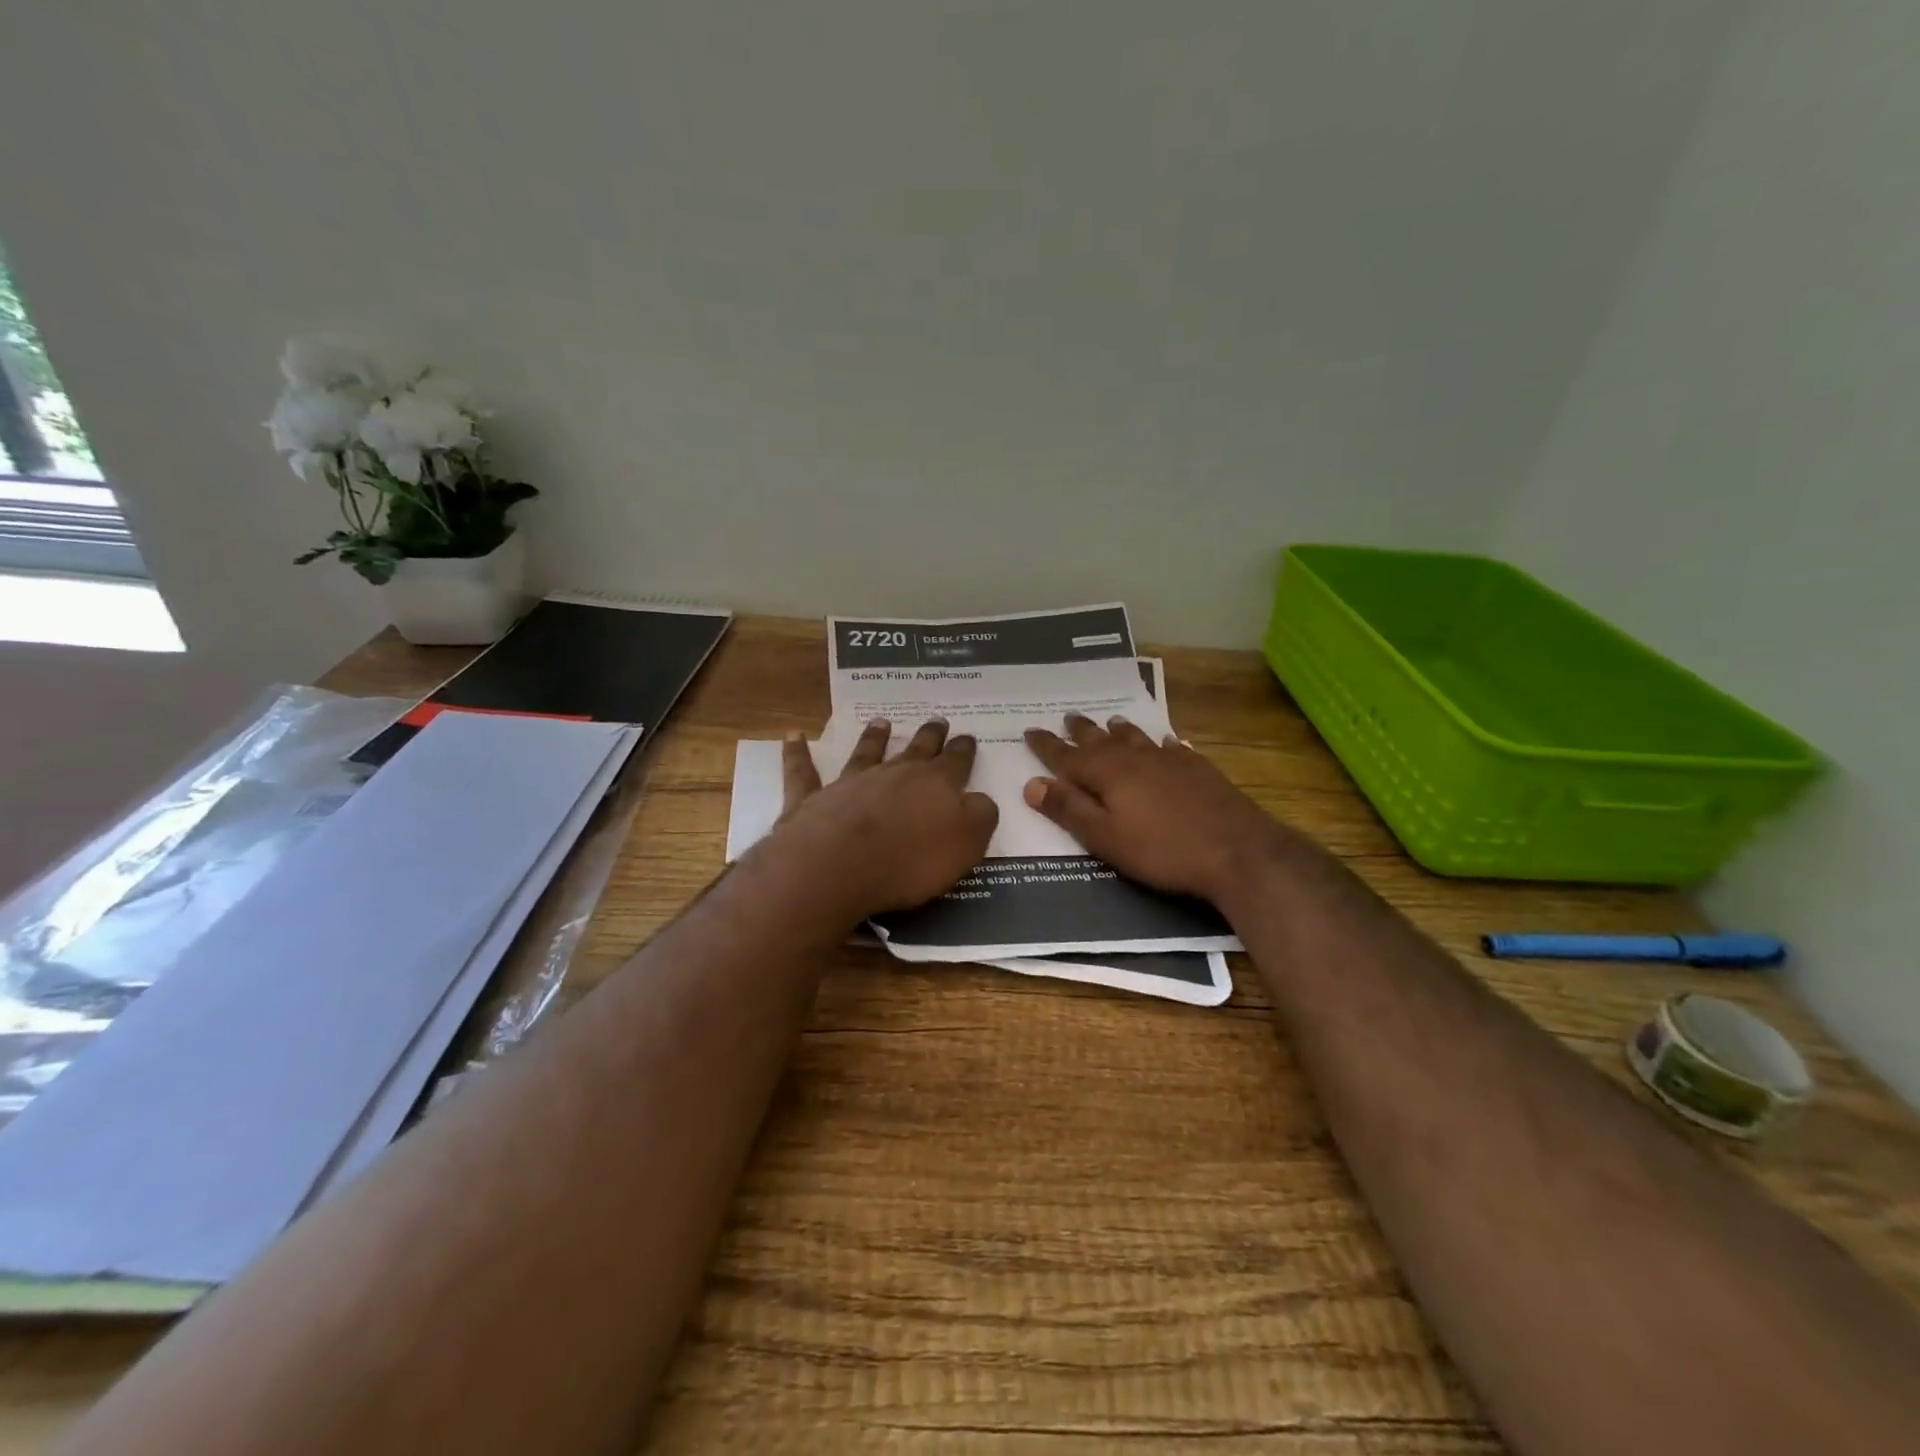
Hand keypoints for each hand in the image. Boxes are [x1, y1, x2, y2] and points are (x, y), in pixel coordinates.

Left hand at [770, 718, 997, 918]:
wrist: (839, 866)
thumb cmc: (910, 860)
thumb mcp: (966, 843)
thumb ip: (979, 816)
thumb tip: (980, 799)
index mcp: (935, 785)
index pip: (956, 762)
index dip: (963, 750)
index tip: (967, 737)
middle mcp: (894, 774)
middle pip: (916, 750)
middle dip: (929, 736)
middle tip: (937, 721)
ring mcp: (851, 783)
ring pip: (866, 753)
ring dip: (874, 738)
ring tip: (881, 723)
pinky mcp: (812, 799)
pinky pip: (803, 771)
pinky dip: (797, 752)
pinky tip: (793, 735)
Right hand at [1022, 713, 1285, 904]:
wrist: (1237, 850)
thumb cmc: (1162, 850)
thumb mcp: (1105, 838)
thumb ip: (1069, 809)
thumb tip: (1032, 783)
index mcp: (1107, 773)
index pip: (1067, 755)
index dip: (1047, 745)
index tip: (1030, 731)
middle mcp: (1135, 758)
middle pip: (1101, 739)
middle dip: (1081, 730)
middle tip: (1067, 717)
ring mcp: (1170, 761)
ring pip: (1137, 738)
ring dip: (1120, 730)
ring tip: (1111, 720)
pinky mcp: (1199, 770)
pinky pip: (1173, 749)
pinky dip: (1163, 744)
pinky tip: (1168, 743)